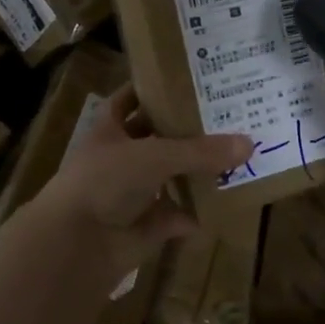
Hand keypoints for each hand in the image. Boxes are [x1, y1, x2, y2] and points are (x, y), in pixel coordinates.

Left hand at [34, 86, 253, 277]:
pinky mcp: (141, 227)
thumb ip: (200, 151)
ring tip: (233, 157)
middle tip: (225, 117)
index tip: (187, 79)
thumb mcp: (154, 156)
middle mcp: (118, 158)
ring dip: (194, 173)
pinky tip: (223, 205)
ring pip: (168, 177)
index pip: (129, 99)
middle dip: (185, 131)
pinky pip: (174, 217)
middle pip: (155, 138)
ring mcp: (129, 194)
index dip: (152, 89)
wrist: (75, 244)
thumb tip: (249, 143)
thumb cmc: (105, 181)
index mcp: (109, 129)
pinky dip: (194, 214)